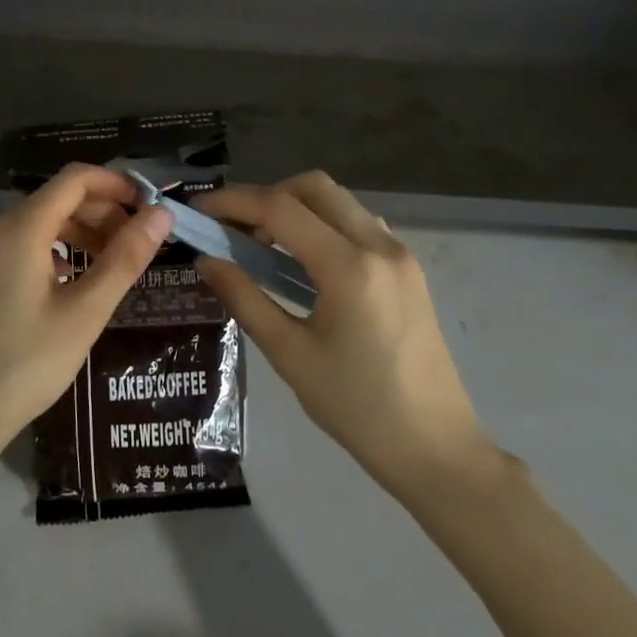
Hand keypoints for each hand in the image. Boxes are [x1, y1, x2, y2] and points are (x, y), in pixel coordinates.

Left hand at [0, 164, 173, 474]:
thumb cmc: (25, 366)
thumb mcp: (84, 313)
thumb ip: (124, 259)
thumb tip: (161, 214)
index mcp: (21, 228)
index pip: (75, 178)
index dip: (116, 184)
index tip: (149, 207)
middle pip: (58, 198)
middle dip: (103, 210)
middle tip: (140, 243)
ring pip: (41, 222)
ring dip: (82, 231)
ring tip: (115, 261)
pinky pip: (23, 244)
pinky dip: (57, 249)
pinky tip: (75, 279)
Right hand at [196, 172, 491, 497]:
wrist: (436, 449)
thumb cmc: (357, 409)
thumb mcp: (290, 355)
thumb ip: (245, 299)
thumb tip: (206, 260)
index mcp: (349, 267)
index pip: (280, 208)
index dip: (233, 202)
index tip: (199, 210)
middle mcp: (378, 245)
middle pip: (312, 187)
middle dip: (266, 196)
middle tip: (235, 229)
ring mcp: (399, 253)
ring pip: (338, 200)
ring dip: (296, 207)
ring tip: (264, 245)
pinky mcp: (408, 267)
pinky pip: (358, 222)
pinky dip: (323, 223)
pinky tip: (305, 262)